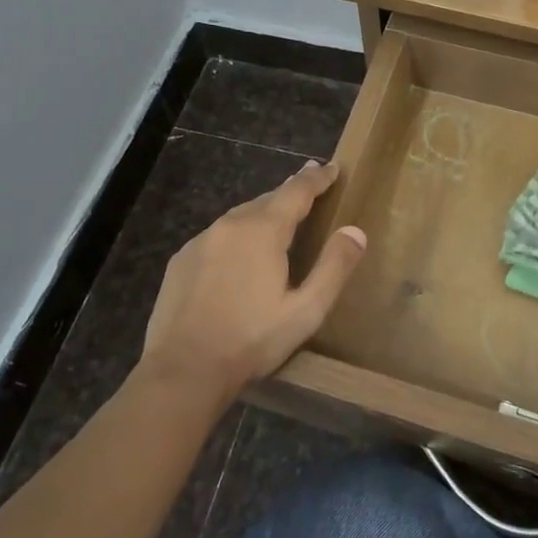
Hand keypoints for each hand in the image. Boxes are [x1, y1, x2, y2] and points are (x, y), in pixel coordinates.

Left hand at [139, 161, 366, 403]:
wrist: (183, 370)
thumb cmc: (251, 340)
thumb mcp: (305, 311)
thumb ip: (333, 268)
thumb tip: (355, 231)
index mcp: (264, 230)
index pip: (297, 191)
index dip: (317, 178)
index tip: (332, 167)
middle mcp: (231, 224)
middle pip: (268, 199)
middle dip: (291, 191)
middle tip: (310, 184)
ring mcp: (202, 241)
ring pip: (241, 216)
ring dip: (263, 213)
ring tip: (279, 216)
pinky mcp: (182, 260)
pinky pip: (218, 236)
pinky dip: (237, 235)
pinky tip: (240, 254)